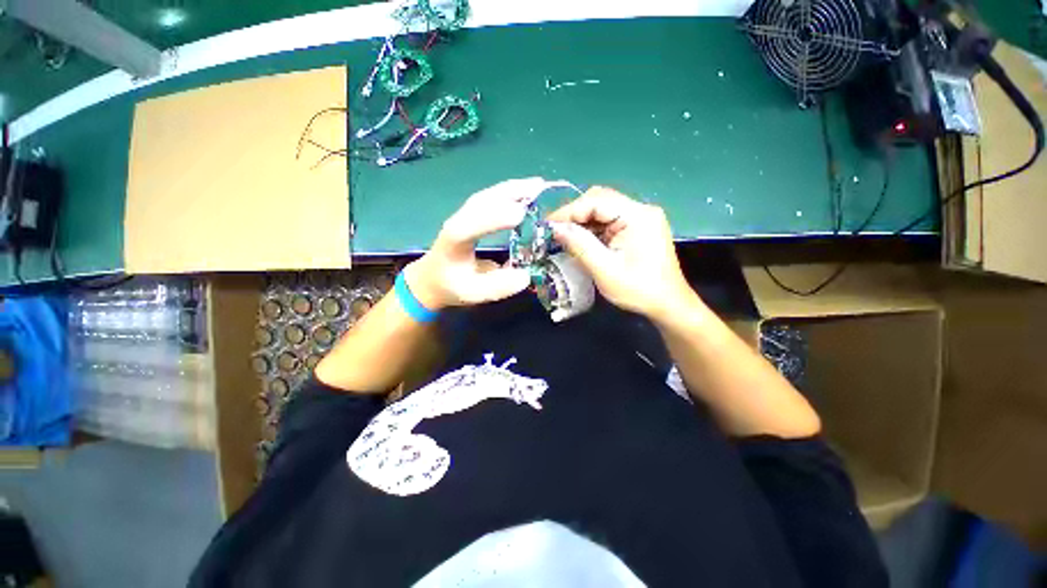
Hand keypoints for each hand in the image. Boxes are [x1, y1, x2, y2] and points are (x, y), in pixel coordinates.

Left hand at [405, 178, 549, 309]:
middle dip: (510, 193)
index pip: (471, 226)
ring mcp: (463, 216)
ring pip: (487, 196)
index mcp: (454, 242)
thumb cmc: (451, 286)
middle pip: (482, 202)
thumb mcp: (473, 294)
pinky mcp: (470, 215)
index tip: (520, 215)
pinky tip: (524, 191)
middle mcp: (457, 222)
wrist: (432, 278)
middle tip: (539, 188)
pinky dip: (508, 192)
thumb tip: (525, 275)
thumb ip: (497, 287)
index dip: (494, 218)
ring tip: (537, 184)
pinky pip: (489, 199)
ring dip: (512, 188)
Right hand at [547, 187, 694, 319]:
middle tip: (554, 231)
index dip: (568, 211)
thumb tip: (556, 228)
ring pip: (603, 210)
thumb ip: (580, 245)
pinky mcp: (638, 228)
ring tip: (564, 237)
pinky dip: (592, 229)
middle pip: (600, 200)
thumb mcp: (605, 270)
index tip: (547, 226)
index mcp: (637, 216)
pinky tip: (581, 240)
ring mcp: (640, 218)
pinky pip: (609, 221)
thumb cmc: (638, 290)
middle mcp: (641, 210)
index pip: (596, 201)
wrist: (668, 304)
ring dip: (582, 221)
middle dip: (574, 214)